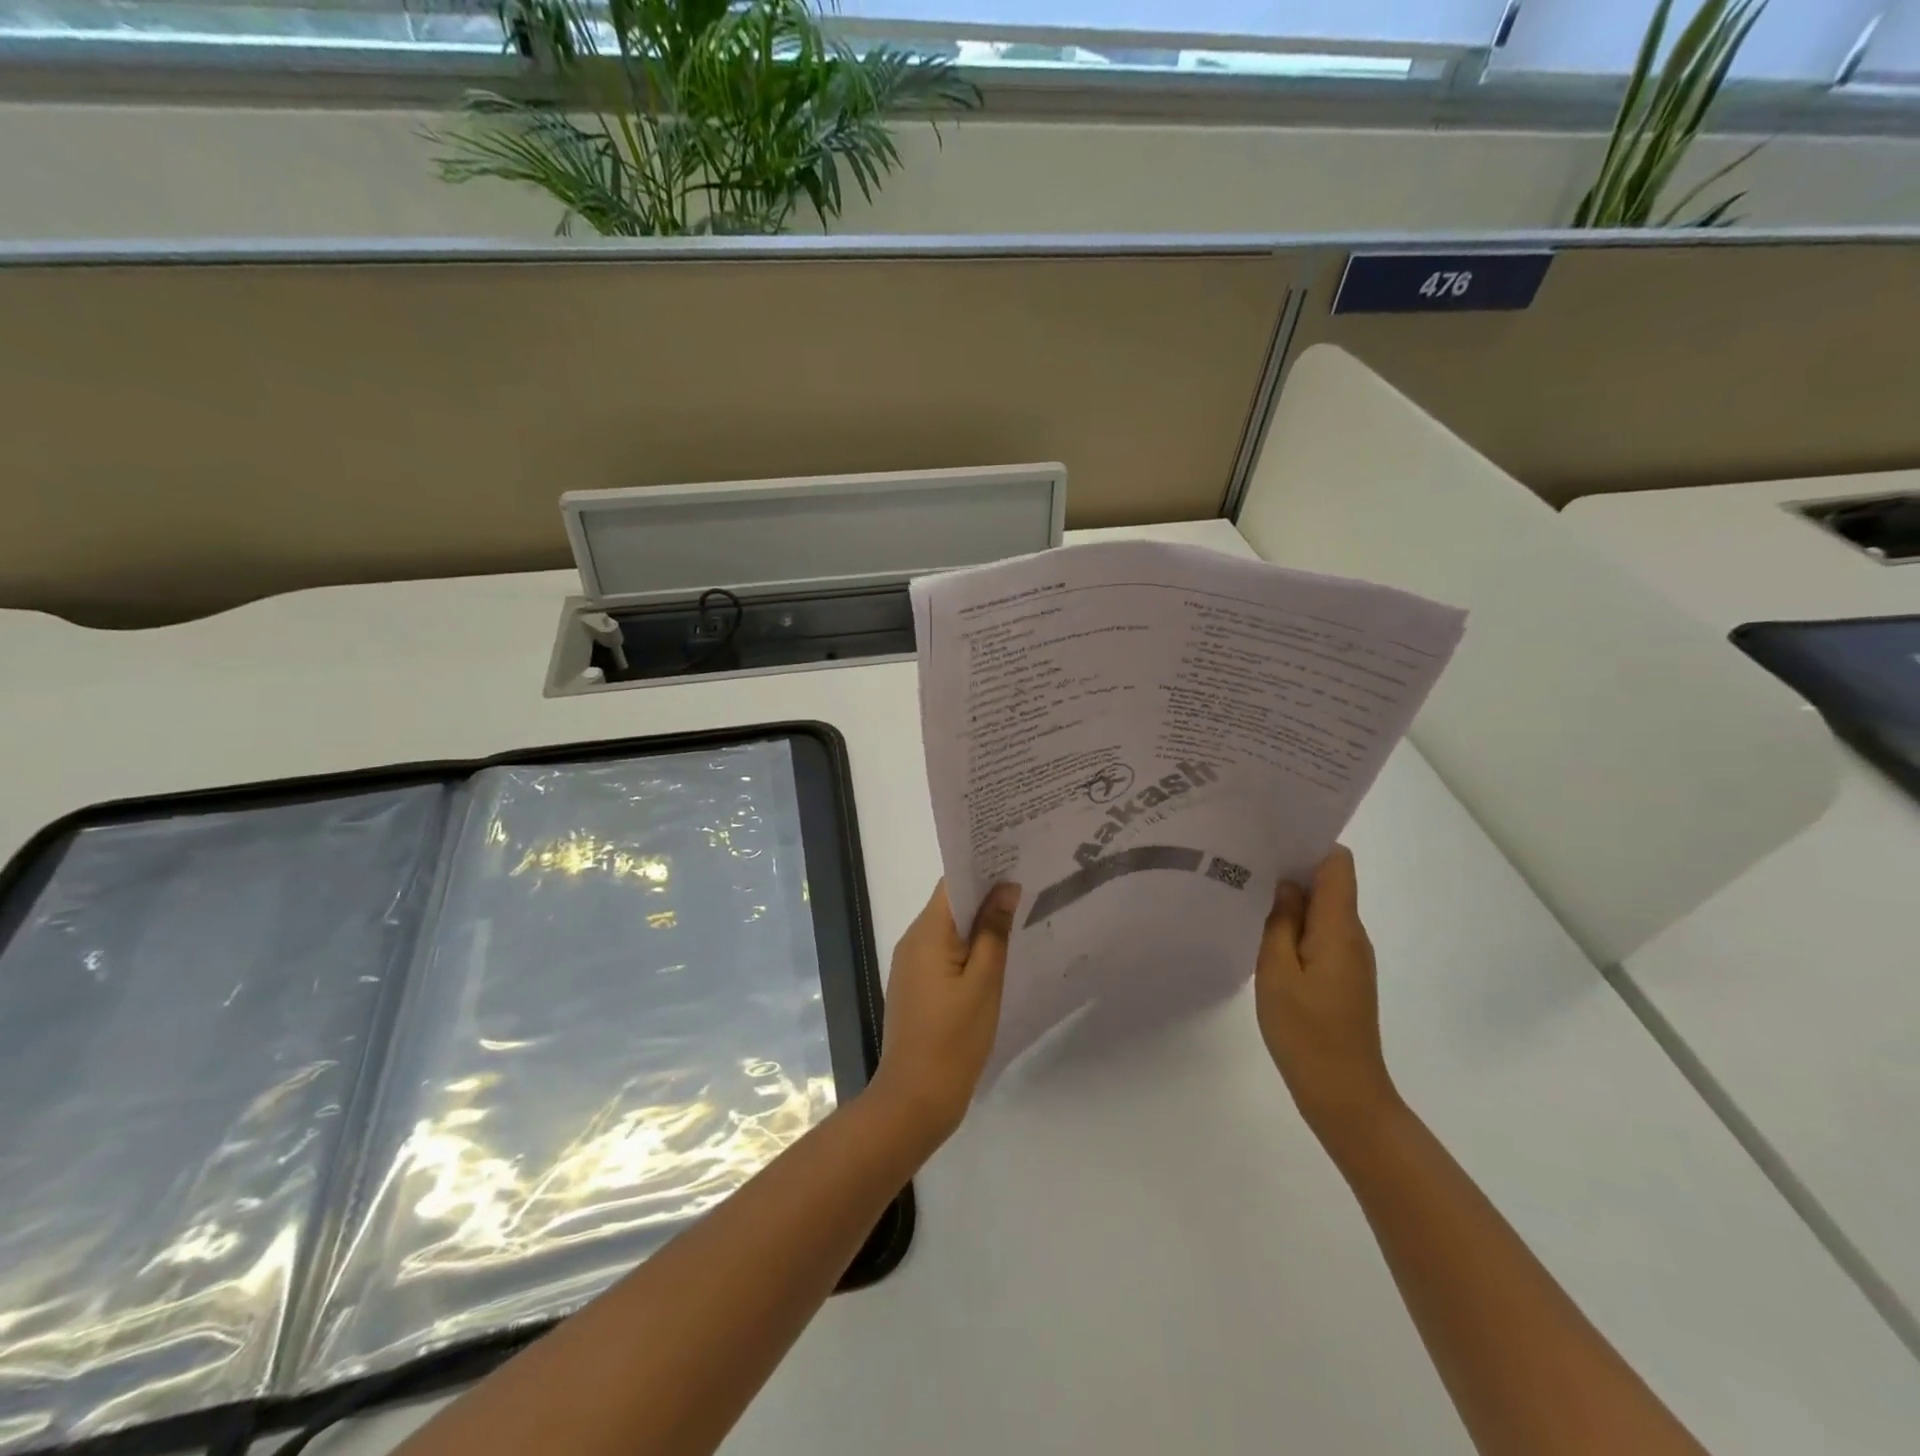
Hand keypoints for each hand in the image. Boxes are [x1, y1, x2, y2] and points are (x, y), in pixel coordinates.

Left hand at [869, 880, 1018, 1143]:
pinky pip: (945, 953)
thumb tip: (1005, 887)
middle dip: (986, 894)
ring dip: (979, 923)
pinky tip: (998, 956)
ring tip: (1020, 915)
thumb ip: (994, 932)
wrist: (914, 1100)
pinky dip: (969, 948)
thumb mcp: (984, 983)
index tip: (1016, 860)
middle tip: (1028, 885)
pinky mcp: (917, 986)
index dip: (982, 869)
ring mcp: (912, 965)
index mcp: (927, 933)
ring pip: (949, 929)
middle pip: (950, 904)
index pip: (953, 883)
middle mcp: (913, 941)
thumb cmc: (953, 1039)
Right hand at [1255, 846, 1401, 1147]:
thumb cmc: (1307, 1032)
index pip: (1337, 863)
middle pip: (1329, 882)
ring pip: (1321, 909)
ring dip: (1290, 897)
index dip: (1309, 842)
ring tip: (1245, 888)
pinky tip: (1261, 930)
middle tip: (1244, 857)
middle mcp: (1351, 935)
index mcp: (1340, 928)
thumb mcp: (1278, 972)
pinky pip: (1318, 934)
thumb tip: (1285, 885)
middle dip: (1291, 865)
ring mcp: (1348, 957)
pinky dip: (1293, 924)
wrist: (1345, 1095)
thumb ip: (1280, 922)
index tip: (1270, 834)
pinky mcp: (1340, 976)